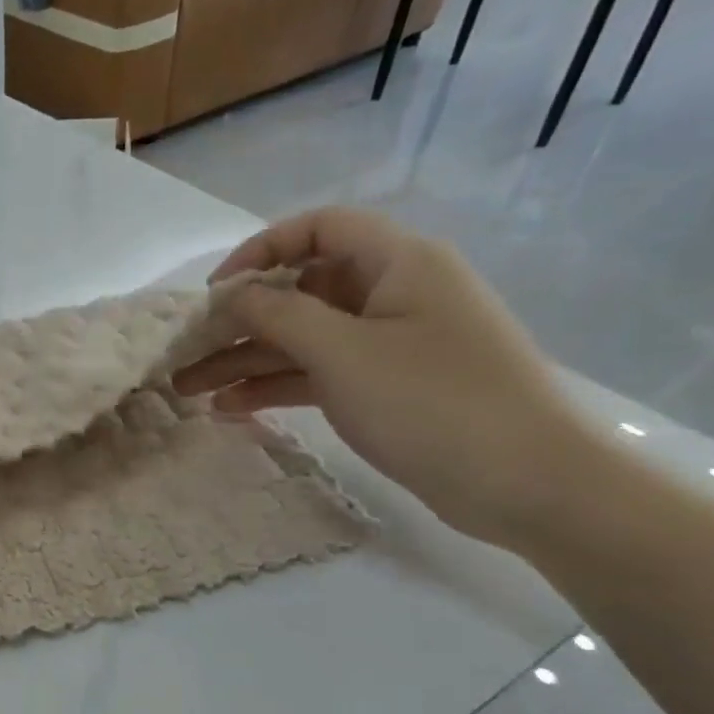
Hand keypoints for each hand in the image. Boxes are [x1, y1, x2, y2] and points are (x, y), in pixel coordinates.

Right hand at [176, 208, 604, 548]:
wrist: (528, 484)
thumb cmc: (433, 401)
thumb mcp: (343, 351)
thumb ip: (278, 314)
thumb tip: (231, 294)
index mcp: (397, 263)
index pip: (318, 229)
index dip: (260, 251)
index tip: (215, 292)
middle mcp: (391, 294)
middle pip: (300, 291)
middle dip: (238, 321)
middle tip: (185, 352)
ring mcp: (388, 344)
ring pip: (302, 338)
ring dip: (246, 360)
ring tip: (189, 391)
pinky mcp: (385, 387)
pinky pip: (318, 373)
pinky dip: (275, 387)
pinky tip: (230, 409)